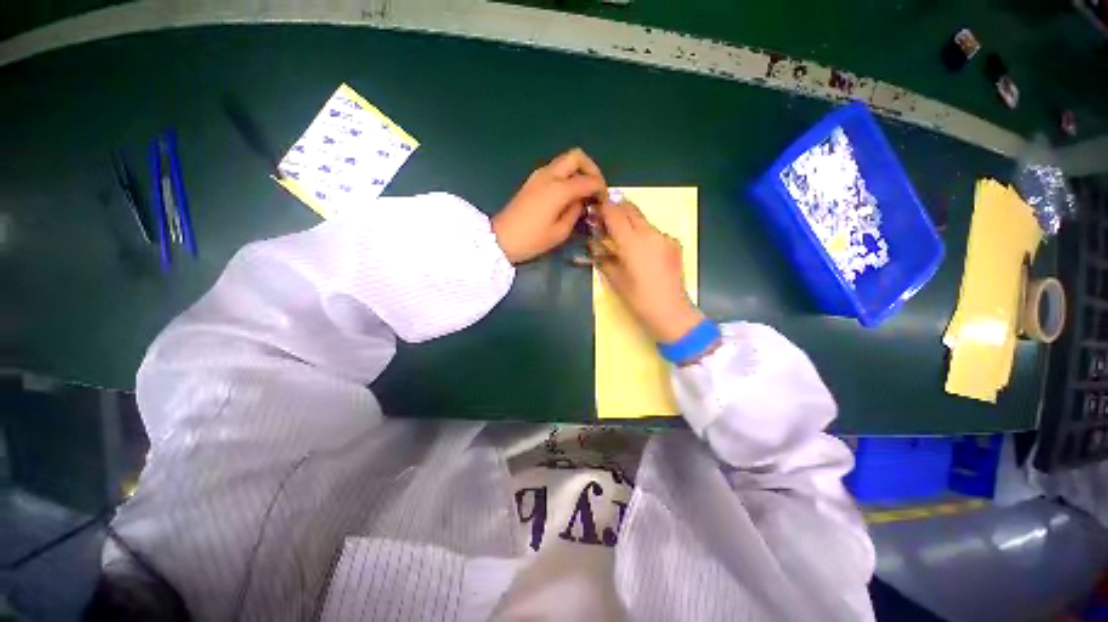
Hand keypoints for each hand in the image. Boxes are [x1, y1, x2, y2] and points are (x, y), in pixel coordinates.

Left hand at [493, 148, 605, 263]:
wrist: (501, 239)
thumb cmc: (531, 240)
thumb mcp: (559, 232)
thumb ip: (575, 213)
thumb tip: (580, 202)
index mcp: (558, 189)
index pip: (588, 180)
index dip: (601, 188)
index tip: (604, 201)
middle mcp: (549, 175)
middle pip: (576, 156)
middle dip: (591, 169)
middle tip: (595, 188)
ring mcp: (538, 176)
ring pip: (565, 161)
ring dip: (578, 171)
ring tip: (583, 193)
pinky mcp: (532, 181)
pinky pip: (555, 170)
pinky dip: (567, 176)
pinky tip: (568, 194)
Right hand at [596, 201, 705, 342]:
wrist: (670, 310)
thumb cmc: (638, 298)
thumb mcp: (615, 278)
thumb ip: (603, 257)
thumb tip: (594, 244)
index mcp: (632, 242)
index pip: (615, 214)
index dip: (603, 207)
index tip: (595, 206)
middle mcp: (650, 233)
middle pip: (631, 210)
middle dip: (617, 208)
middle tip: (606, 217)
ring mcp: (664, 237)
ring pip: (643, 220)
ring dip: (630, 222)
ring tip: (622, 237)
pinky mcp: (674, 244)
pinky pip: (655, 232)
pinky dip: (644, 235)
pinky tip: (642, 251)